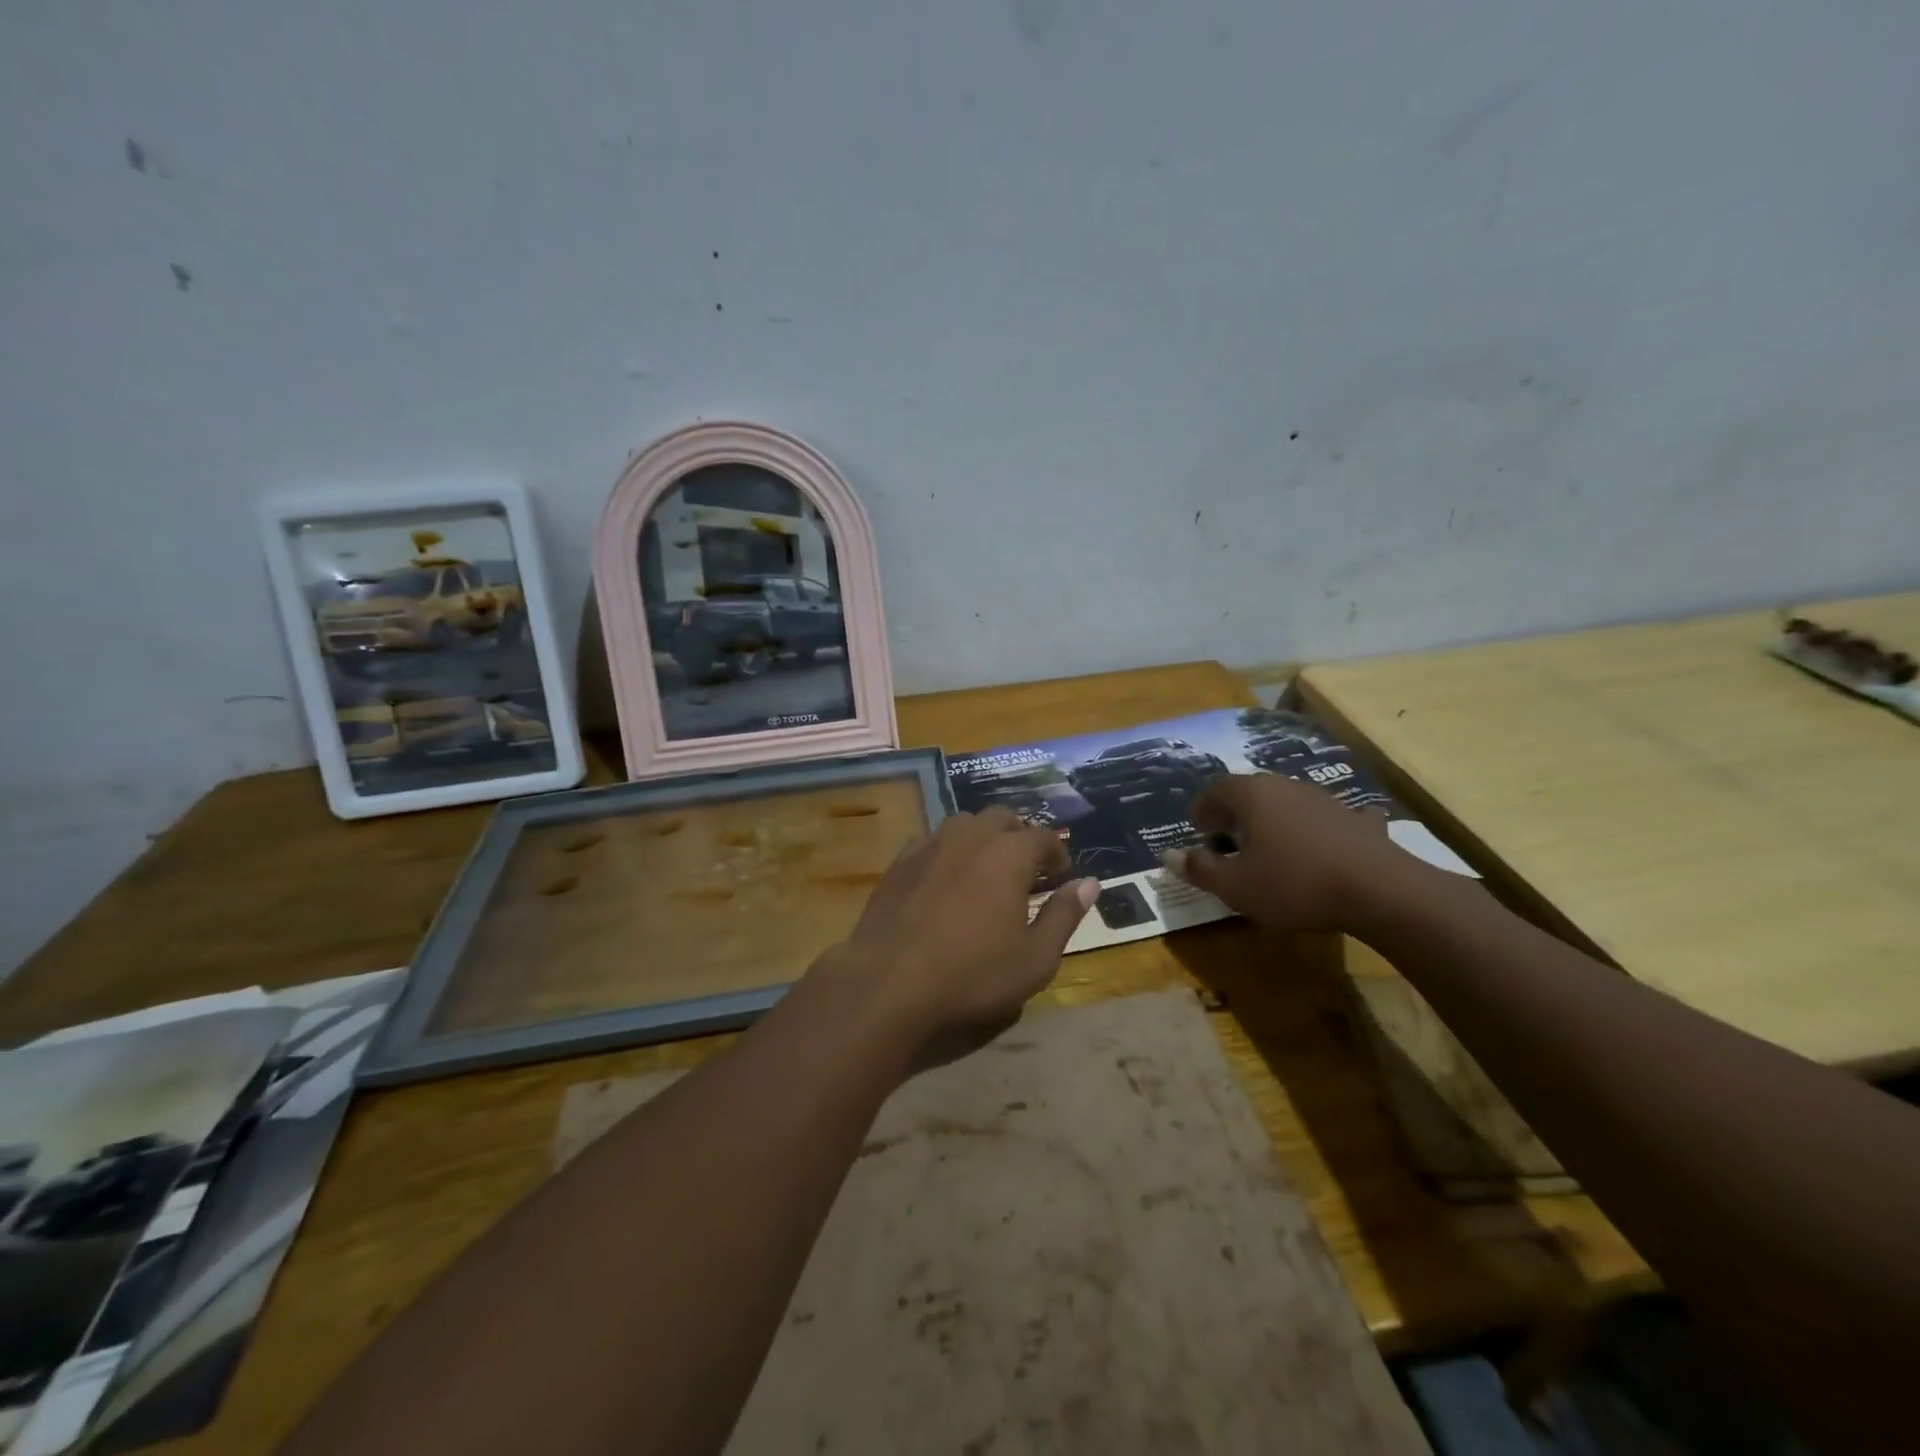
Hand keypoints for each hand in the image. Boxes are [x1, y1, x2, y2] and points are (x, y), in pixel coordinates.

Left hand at [815, 807, 1098, 1070]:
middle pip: (1002, 818)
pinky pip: (932, 840)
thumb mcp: (1035, 958)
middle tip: (1026, 869)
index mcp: (1008, 854)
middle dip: (1020, 836)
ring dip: (983, 837)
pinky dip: (948, 851)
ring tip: (987, 868)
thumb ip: (1064, 915)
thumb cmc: (972, 974)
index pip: (1043, 837)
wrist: (889, 982)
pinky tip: (945, 878)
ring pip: (964, 823)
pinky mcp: (900, 861)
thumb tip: (1090, 883)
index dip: (1057, 852)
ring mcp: (930, 844)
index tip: (1060, 874)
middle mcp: (970, 836)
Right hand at [1163, 773, 1409, 932]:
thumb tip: (1169, 855)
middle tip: (1227, 837)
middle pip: (1252, 791)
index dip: (1203, 809)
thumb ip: (1199, 869)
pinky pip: (1330, 818)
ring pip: (1288, 802)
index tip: (1198, 829)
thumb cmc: (1294, 884)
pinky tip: (1325, 844)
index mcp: (1252, 795)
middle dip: (1235, 812)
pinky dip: (1320, 828)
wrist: (1379, 890)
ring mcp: (1325, 799)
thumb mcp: (1235, 886)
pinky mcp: (1357, 819)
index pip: (1216, 790)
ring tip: (1270, 847)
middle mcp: (1286, 786)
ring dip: (1274, 819)